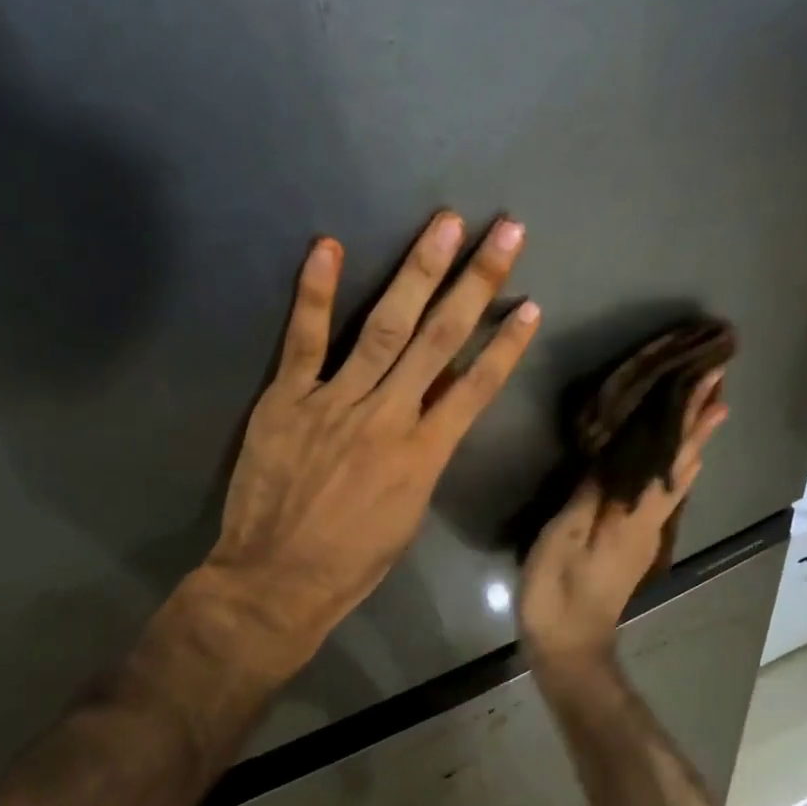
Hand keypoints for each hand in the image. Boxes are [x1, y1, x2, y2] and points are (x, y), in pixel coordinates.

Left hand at [189, 211, 539, 681]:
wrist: (276, 580)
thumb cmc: (352, 561)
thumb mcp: (409, 512)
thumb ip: (426, 451)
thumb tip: (442, 403)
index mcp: (423, 455)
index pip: (475, 387)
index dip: (505, 344)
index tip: (530, 304)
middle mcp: (387, 417)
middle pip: (439, 340)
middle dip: (476, 282)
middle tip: (504, 232)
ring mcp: (334, 403)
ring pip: (384, 327)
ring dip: (417, 272)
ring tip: (444, 225)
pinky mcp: (286, 400)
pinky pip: (304, 340)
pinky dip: (315, 293)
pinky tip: (329, 247)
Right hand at [518, 370, 728, 676]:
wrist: (569, 646)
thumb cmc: (559, 592)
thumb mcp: (564, 538)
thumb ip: (589, 494)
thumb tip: (613, 451)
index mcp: (634, 515)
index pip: (669, 457)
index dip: (689, 419)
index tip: (711, 382)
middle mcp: (649, 520)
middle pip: (681, 464)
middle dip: (698, 423)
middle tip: (716, 384)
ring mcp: (645, 534)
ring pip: (677, 479)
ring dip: (692, 443)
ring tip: (707, 411)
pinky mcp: (634, 543)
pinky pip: (662, 493)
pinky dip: (675, 467)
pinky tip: (675, 463)